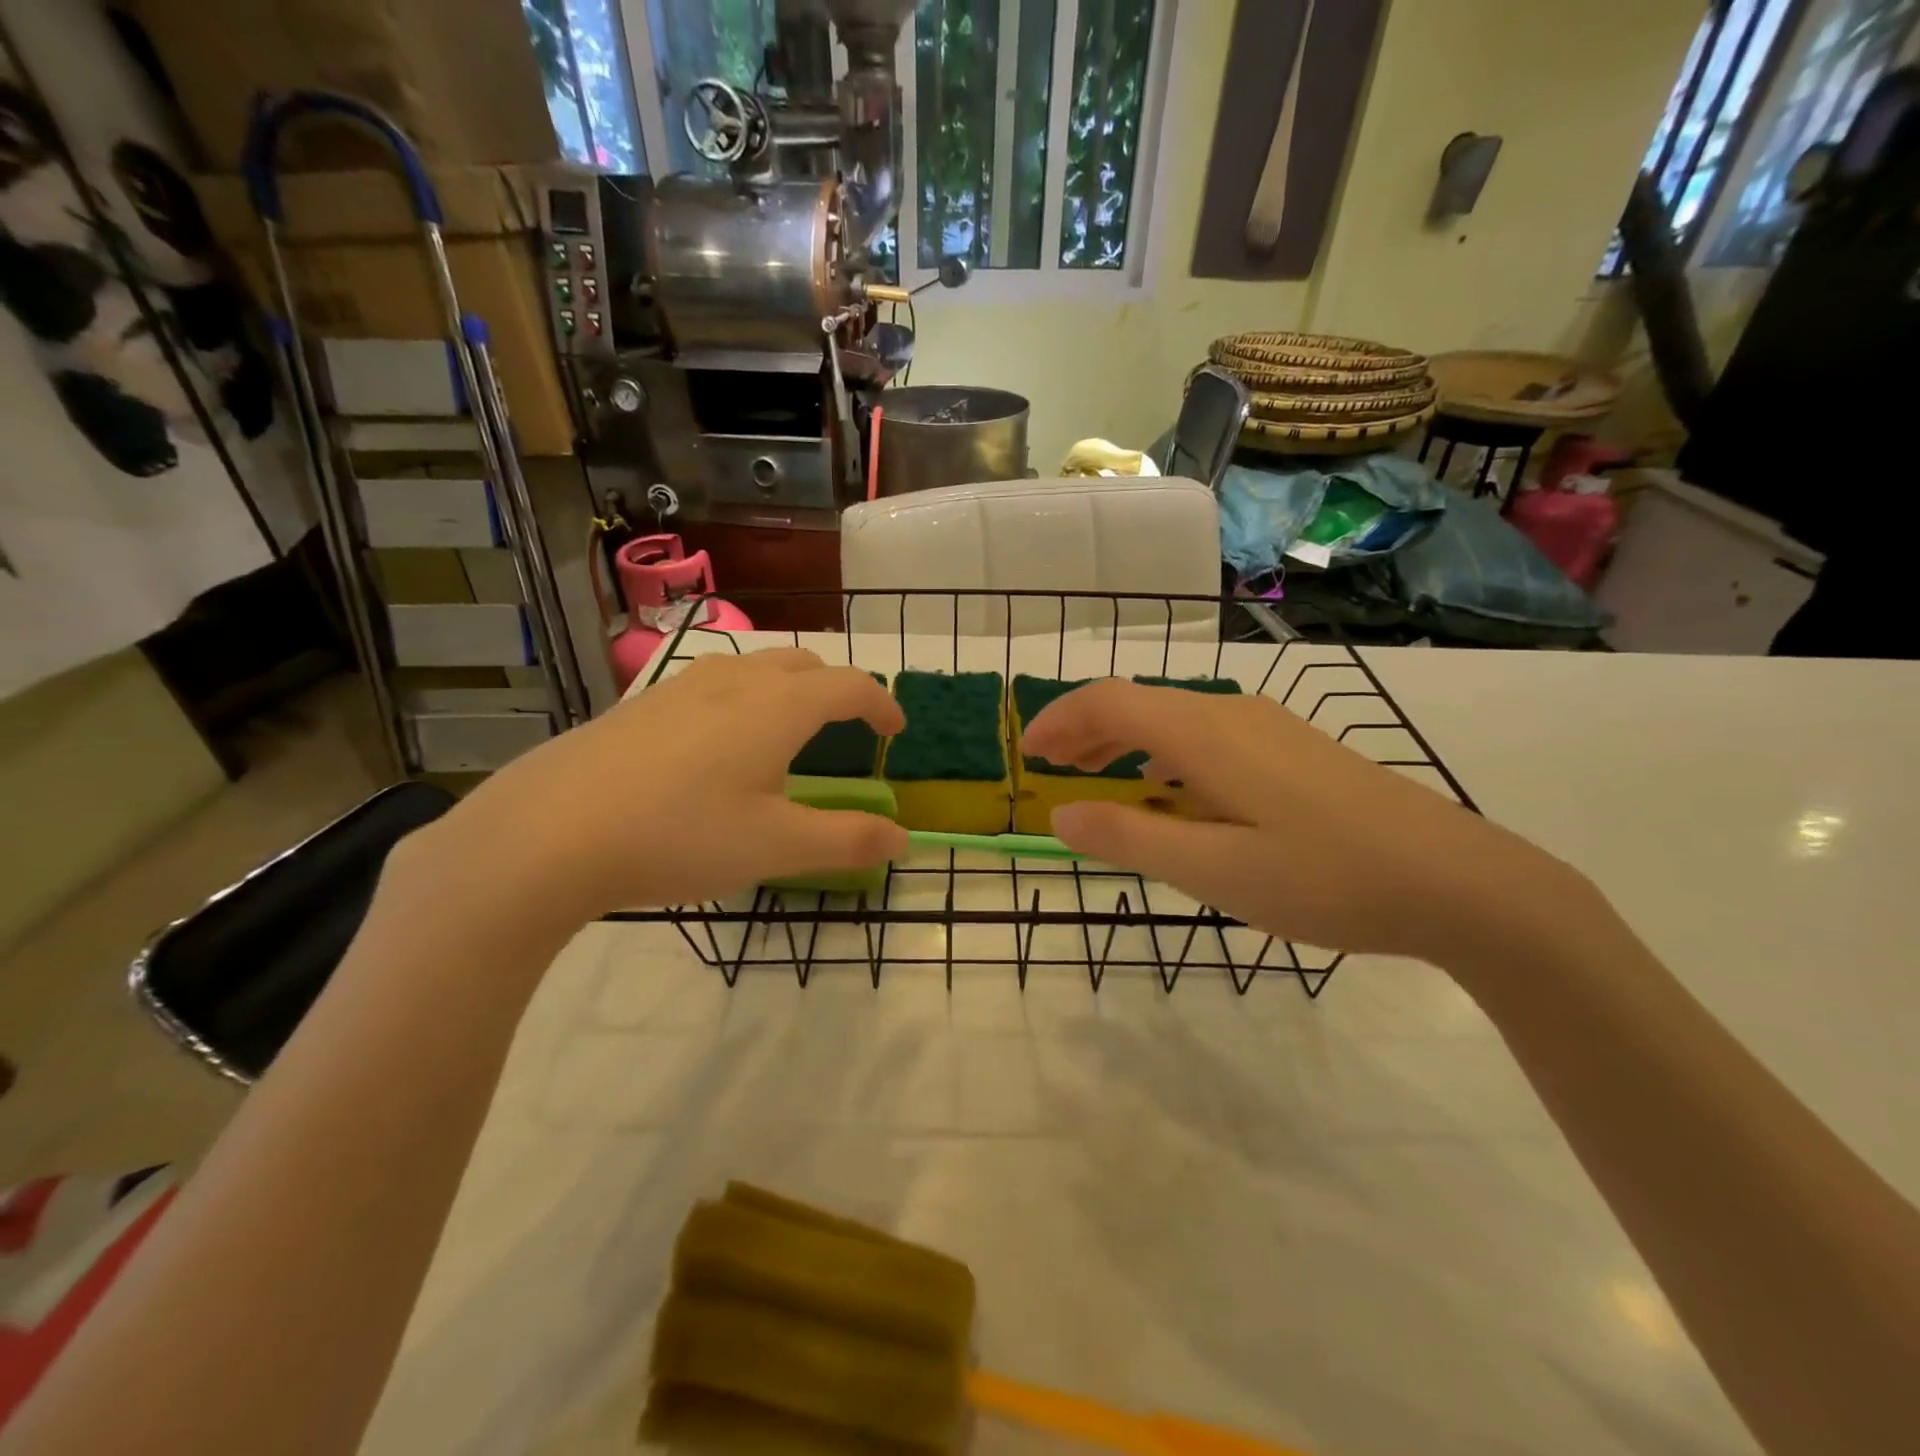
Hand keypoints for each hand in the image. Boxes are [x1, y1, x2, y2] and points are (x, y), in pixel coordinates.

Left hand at [409, 649, 907, 920]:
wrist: (548, 832)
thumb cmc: (680, 835)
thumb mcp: (776, 847)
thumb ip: (848, 841)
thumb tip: (902, 837)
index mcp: (779, 706)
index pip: (851, 685)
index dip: (881, 704)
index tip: (894, 732)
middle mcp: (735, 681)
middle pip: (804, 664)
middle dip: (836, 689)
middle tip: (846, 728)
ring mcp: (681, 686)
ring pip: (754, 667)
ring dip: (787, 689)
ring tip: (786, 732)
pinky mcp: (640, 704)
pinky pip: (711, 684)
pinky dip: (742, 699)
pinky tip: (716, 746)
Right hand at [1021, 678, 1590, 966]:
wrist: (1459, 881)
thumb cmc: (1326, 879)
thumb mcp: (1214, 873)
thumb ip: (1130, 840)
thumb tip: (1060, 817)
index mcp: (1204, 735)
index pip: (1110, 702)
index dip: (1060, 720)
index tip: (1028, 754)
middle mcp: (1232, 714)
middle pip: (1139, 702)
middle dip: (1086, 729)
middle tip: (1052, 768)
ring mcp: (1268, 727)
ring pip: (1174, 718)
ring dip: (1125, 741)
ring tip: (1098, 778)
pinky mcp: (1293, 748)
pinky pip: (1207, 735)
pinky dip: (1165, 753)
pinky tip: (1172, 790)